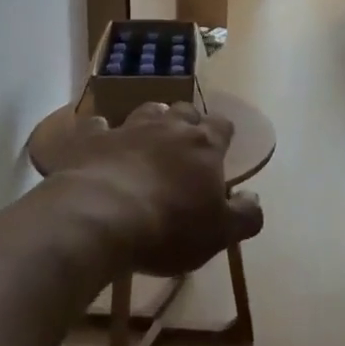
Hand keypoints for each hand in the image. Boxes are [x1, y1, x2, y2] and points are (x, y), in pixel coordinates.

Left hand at [43, 102, 263, 274]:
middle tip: (184, 142)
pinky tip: (98, 143)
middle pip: (183, 111)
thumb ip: (244, 215)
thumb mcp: (219, 234)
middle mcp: (168, 127)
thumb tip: (254, 197)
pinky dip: (101, 132)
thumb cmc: (168, 228)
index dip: (223, 134)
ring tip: (147, 139)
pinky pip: (97, 125)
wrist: (98, 218)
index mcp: (204, 145)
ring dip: (150, 121)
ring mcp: (127, 128)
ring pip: (145, 111)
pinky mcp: (90, 138)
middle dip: (186, 122)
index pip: (222, 126)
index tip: (222, 146)